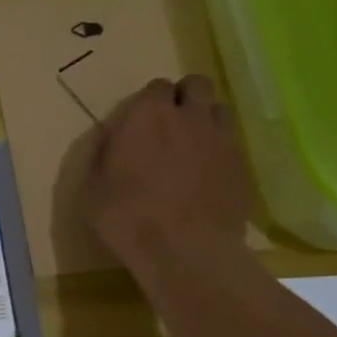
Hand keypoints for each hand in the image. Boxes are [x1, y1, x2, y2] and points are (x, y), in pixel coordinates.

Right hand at [84, 76, 252, 275]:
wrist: (186, 252)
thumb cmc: (128, 219)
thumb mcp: (93, 190)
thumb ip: (103, 156)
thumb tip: (112, 138)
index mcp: (148, 115)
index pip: (156, 87)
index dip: (151, 103)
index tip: (142, 124)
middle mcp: (190, 116)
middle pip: (196, 85)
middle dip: (185, 98)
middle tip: (172, 126)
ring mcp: (222, 139)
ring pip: (219, 110)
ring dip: (206, 120)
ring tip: (194, 147)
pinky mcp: (242, 166)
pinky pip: (233, 144)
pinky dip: (221, 151)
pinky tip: (209, 176)